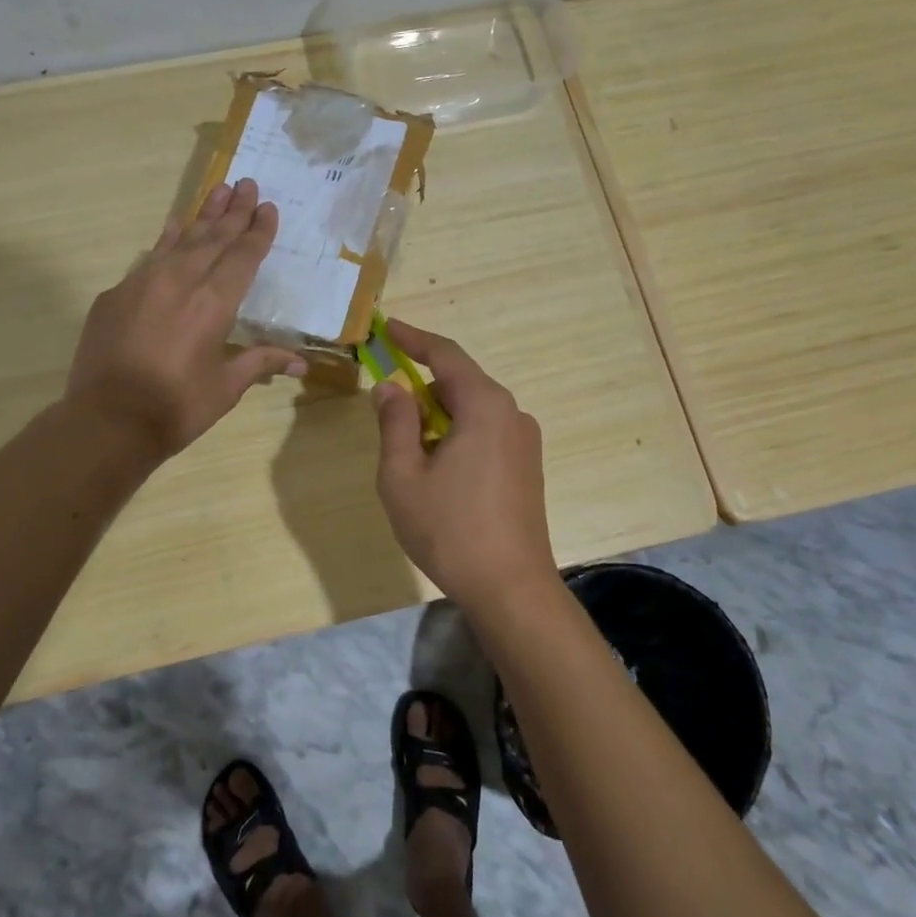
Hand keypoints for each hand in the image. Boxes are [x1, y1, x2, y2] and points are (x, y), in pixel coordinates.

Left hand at [67, 179, 305, 459]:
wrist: (107, 421)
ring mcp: (143, 283)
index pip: (242, 257)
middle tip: (248, 183)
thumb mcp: (226, 387)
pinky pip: (149, 258)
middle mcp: (180, 281)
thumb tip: (302, 363)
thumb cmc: (176, 408)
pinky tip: (173, 226)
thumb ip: (260, 363)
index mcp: (214, 303)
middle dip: (234, 211)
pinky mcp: (116, 294)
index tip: (268, 207)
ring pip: (180, 239)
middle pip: (213, 237)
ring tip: (219, 190)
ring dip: (202, 215)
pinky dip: (166, 240)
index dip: (257, 232)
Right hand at [372, 321, 556, 606]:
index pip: (445, 355)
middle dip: (422, 387)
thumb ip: (395, 423)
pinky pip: (487, 433)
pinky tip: (440, 470)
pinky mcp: (528, 467)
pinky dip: (458, 435)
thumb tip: (390, 388)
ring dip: (439, 416)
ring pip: (473, 411)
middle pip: (461, 383)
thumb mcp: (403, 475)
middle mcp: (512, 414)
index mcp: (485, 406)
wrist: (511, 588)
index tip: (387, 328)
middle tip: (388, 403)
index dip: (413, 339)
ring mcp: (525, 442)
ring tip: (410, 449)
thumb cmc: (449, 530)